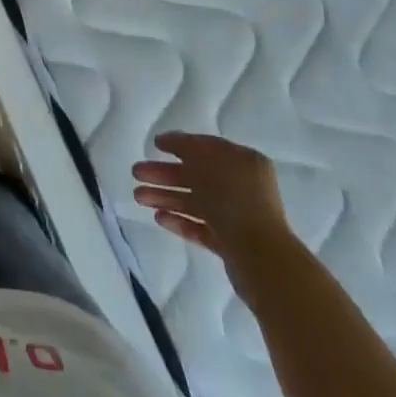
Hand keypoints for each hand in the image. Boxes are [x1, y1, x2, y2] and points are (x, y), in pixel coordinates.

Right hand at [132, 132, 295, 266]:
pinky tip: (158, 218)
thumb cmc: (232, 198)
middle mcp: (242, 186)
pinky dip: (179, 220)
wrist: (259, 256)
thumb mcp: (204, 160)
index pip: (207, 147)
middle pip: (196, 176)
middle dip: (164, 174)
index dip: (179, 144)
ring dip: (165, 197)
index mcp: (243, 162)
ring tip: (138, 198)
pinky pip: (200, 227)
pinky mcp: (230, 244)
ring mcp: (237, 216)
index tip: (154, 145)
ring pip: (195, 202)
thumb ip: (184, 146)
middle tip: (136, 173)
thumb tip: (169, 140)